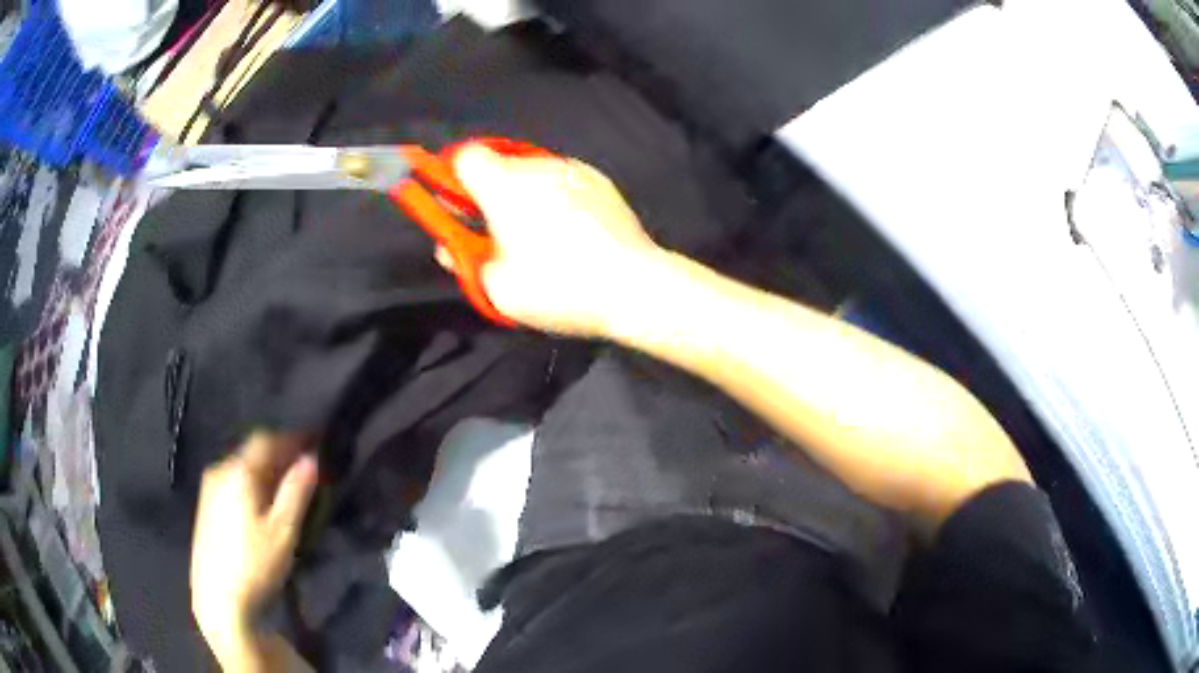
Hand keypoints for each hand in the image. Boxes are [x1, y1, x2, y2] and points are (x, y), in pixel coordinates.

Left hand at [191, 433, 317, 663]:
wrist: (218, 599)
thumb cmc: (255, 564)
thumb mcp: (283, 531)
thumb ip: (296, 492)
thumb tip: (311, 458)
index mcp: (238, 471)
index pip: (267, 440)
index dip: (292, 438)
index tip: (315, 443)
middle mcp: (219, 470)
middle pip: (252, 453)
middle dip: (278, 457)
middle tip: (303, 470)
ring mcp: (208, 489)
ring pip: (241, 469)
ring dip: (264, 473)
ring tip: (285, 490)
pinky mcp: (204, 507)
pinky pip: (231, 483)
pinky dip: (250, 486)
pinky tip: (260, 506)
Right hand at [453, 146, 665, 336]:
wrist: (632, 285)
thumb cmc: (560, 287)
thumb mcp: (498, 289)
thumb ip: (464, 260)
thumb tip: (448, 247)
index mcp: (503, 187)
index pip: (464, 157)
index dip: (454, 178)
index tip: (457, 206)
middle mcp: (536, 167)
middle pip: (498, 164)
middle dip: (490, 190)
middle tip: (496, 229)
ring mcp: (572, 170)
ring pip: (531, 171)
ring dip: (524, 193)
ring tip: (538, 232)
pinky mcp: (599, 180)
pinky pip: (562, 179)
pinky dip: (555, 195)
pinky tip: (569, 227)